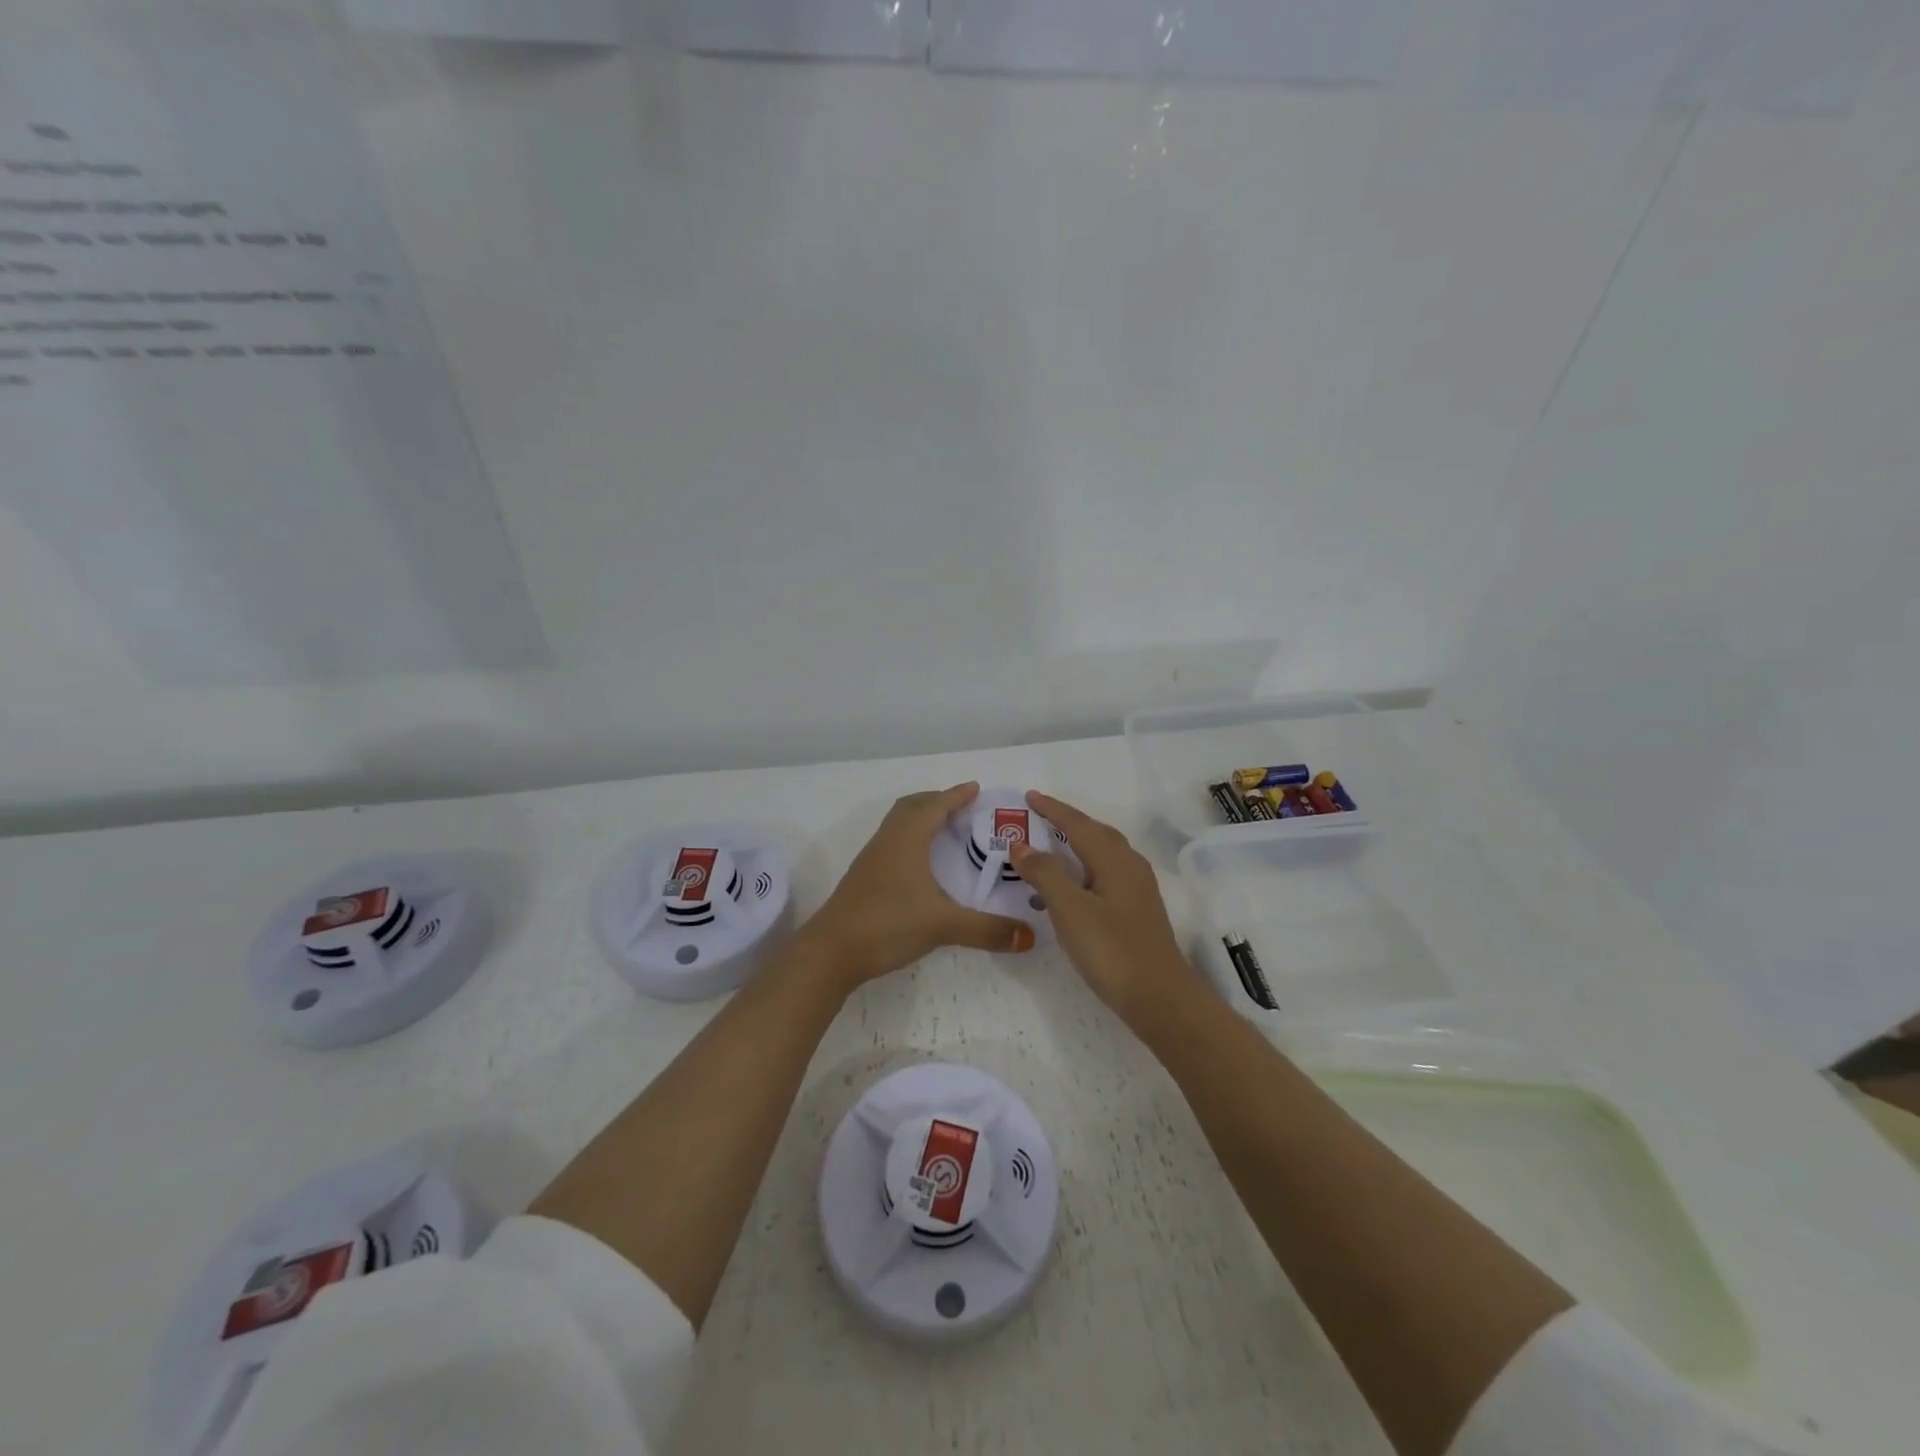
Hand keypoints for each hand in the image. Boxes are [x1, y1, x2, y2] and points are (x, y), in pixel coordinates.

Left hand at [800, 783, 1035, 991]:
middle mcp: (888, 841)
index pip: (935, 805)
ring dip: (920, 819)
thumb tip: (1030, 936)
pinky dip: (910, 840)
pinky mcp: (864, 878)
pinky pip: (891, 843)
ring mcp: (872, 859)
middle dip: (936, 801)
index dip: (956, 795)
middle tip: (961, 806)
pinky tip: (920, 865)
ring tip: (944, 831)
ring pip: (898, 825)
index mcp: (907, 839)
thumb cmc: (887, 924)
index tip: (975, 788)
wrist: (830, 952)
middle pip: (911, 807)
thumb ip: (987, 930)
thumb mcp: (943, 925)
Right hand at [1009, 791, 1199, 1026]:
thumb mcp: (1069, 909)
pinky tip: (1073, 888)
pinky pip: (1106, 874)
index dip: (1053, 810)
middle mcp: (1130, 867)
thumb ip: (1044, 874)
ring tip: (1052, 846)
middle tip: (1040, 816)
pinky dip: (1085, 869)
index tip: (1029, 796)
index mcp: (1114, 859)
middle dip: (1068, 822)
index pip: (1078, 824)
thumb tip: (1021, 844)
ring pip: (1104, 854)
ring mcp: (1138, 890)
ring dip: (1078, 844)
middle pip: (1096, 833)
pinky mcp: (1138, 912)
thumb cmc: (1111, 948)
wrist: (1159, 997)